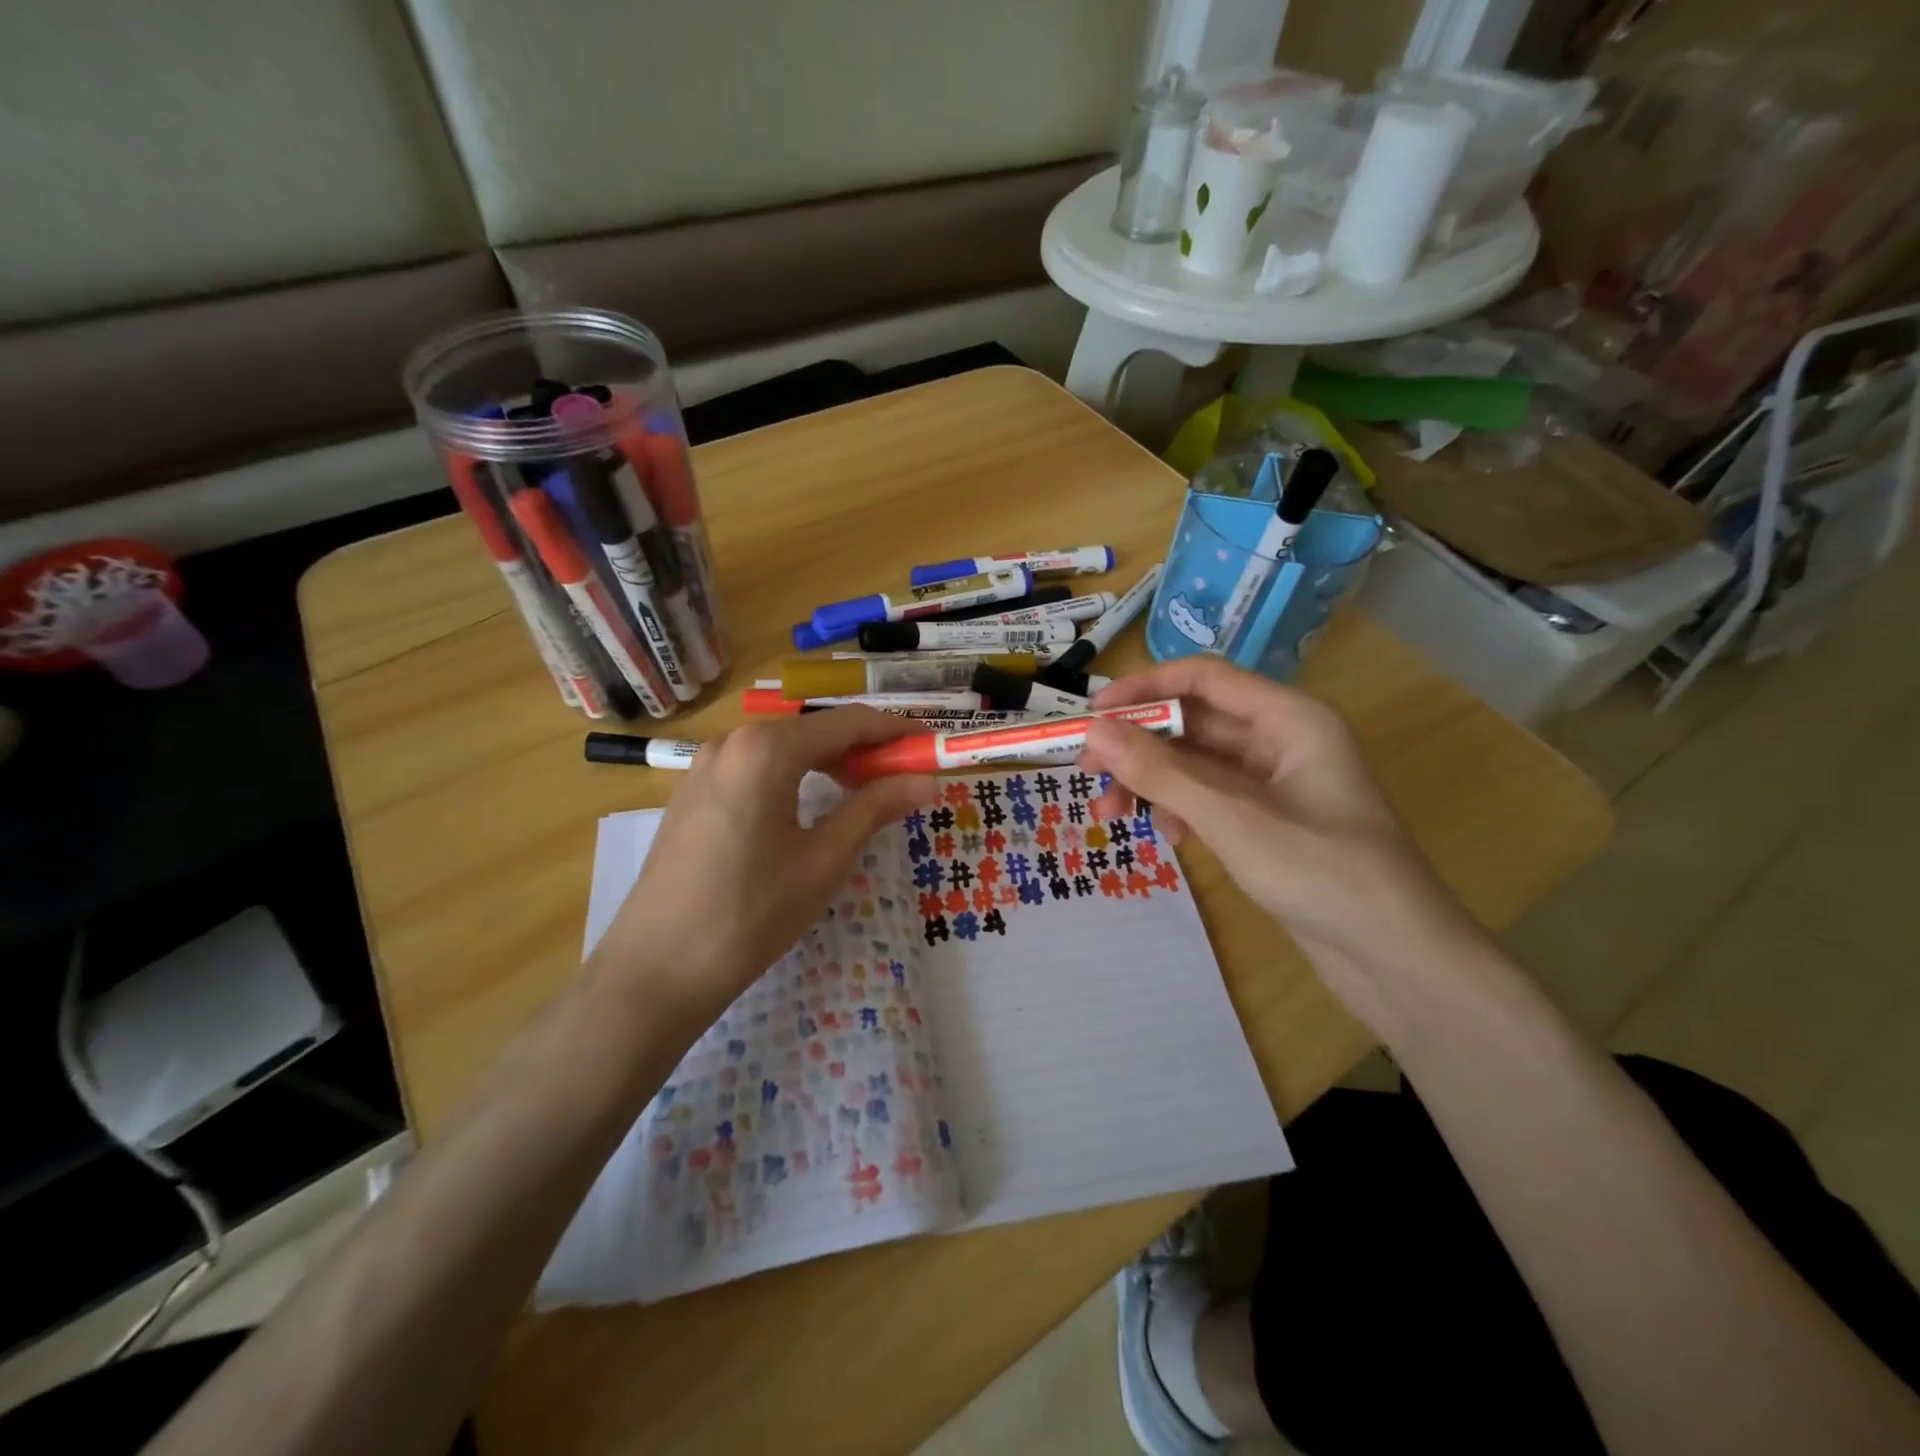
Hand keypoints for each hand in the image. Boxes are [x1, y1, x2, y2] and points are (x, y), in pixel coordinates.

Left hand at [588, 709, 935, 1021]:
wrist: (656, 970)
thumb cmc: (751, 913)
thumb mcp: (823, 859)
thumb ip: (875, 808)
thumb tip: (926, 781)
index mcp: (766, 748)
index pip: (847, 723)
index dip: (895, 731)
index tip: (932, 746)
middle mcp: (732, 741)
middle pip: (813, 730)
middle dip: (863, 749)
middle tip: (904, 777)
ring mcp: (704, 766)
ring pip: (783, 748)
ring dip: (829, 763)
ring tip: (865, 793)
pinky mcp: (691, 793)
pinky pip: (755, 768)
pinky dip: (793, 777)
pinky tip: (810, 807)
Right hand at [1078, 659, 1489, 1029]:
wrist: (1397, 959)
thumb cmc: (1324, 874)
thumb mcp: (1233, 819)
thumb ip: (1161, 773)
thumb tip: (1094, 732)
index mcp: (1289, 718)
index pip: (1202, 678)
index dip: (1143, 687)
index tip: (1091, 715)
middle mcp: (1282, 738)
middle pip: (1195, 721)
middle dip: (1139, 745)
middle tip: (1089, 773)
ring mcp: (1277, 781)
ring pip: (1197, 763)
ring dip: (1152, 782)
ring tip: (1112, 817)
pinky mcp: (1271, 819)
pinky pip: (1211, 797)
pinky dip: (1180, 808)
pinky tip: (1167, 837)